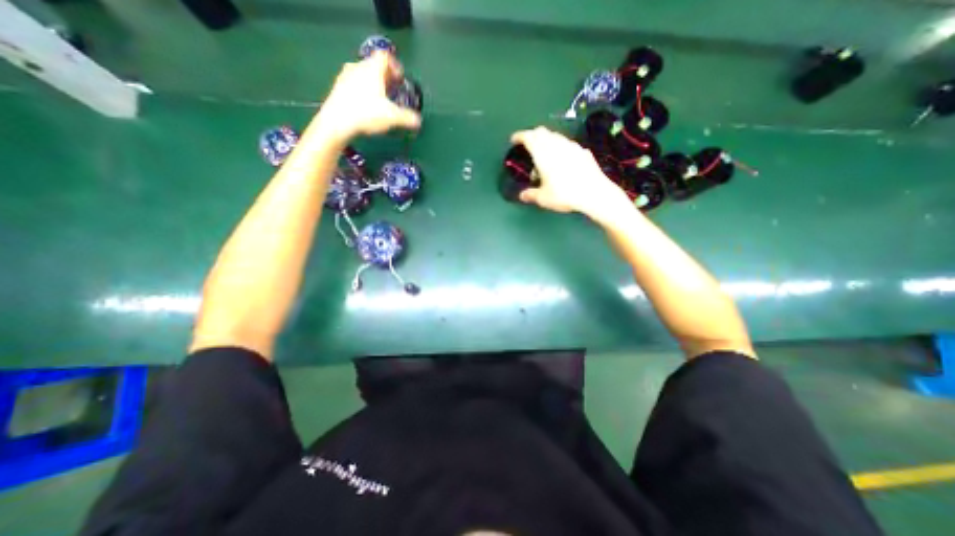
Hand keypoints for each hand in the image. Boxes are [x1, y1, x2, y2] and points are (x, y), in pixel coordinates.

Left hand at [314, 53, 419, 140]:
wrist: (337, 121)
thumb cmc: (367, 113)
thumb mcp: (392, 117)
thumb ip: (408, 118)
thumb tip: (418, 121)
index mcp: (372, 69)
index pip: (385, 57)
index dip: (395, 66)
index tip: (400, 80)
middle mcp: (358, 67)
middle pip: (374, 65)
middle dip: (385, 77)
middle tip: (392, 90)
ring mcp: (345, 76)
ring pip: (363, 74)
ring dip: (373, 84)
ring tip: (380, 100)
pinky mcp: (338, 88)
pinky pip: (354, 84)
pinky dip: (362, 91)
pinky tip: (366, 107)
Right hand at [511, 127, 632, 219]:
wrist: (594, 193)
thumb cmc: (564, 194)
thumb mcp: (543, 198)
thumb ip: (530, 195)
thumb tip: (522, 196)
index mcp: (543, 153)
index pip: (528, 137)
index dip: (519, 136)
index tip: (514, 140)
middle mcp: (556, 145)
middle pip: (541, 132)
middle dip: (532, 135)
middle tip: (527, 145)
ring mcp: (571, 146)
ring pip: (555, 136)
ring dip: (547, 140)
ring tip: (544, 153)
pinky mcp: (583, 151)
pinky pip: (567, 144)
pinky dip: (560, 147)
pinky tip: (562, 159)